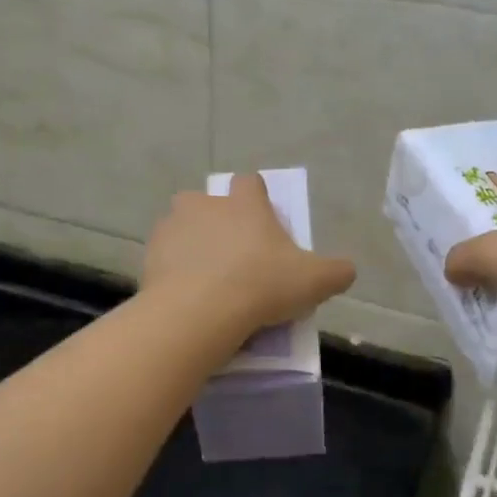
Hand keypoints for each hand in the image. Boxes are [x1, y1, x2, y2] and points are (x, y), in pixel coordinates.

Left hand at [143, 174, 356, 333]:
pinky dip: (175, 271)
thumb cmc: (261, 286)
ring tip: (208, 282)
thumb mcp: (314, 282)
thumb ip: (337, 272)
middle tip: (236, 259)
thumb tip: (347, 270)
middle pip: (212, 204)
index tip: (264, 225)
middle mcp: (204, 204)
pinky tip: (188, 297)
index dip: (258, 200)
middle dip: (221, 224)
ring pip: (184, 229)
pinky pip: (166, 258)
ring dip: (194, 246)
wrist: (198, 313)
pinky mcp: (150, 255)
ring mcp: (172, 227)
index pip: (251, 183)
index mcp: (244, 203)